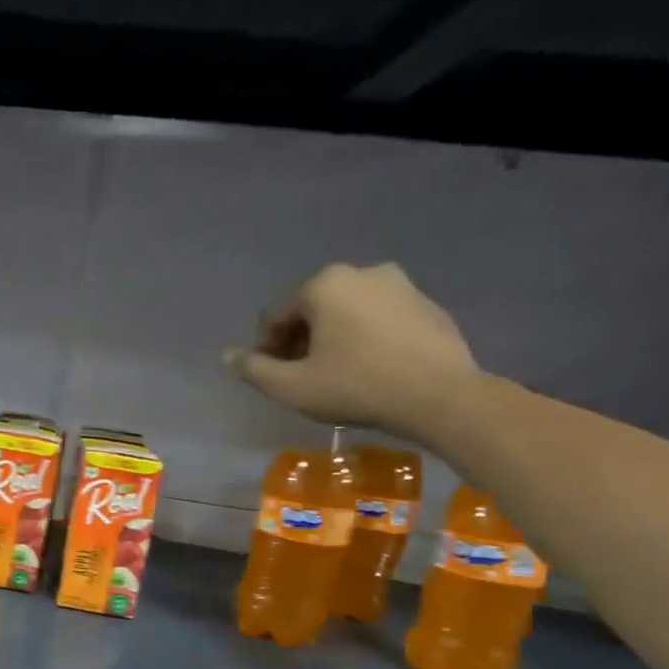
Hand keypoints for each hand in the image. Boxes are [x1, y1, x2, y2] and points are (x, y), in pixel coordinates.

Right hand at [225, 263, 480, 434]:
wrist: (440, 396)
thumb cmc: (355, 386)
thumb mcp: (290, 386)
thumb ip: (253, 368)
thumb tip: (228, 355)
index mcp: (325, 284)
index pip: (276, 316)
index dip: (266, 348)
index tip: (271, 377)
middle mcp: (362, 272)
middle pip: (312, 310)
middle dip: (300, 340)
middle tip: (300, 376)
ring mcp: (401, 285)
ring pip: (347, 312)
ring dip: (332, 338)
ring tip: (333, 374)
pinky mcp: (428, 305)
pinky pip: (379, 319)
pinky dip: (365, 338)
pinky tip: (368, 369)